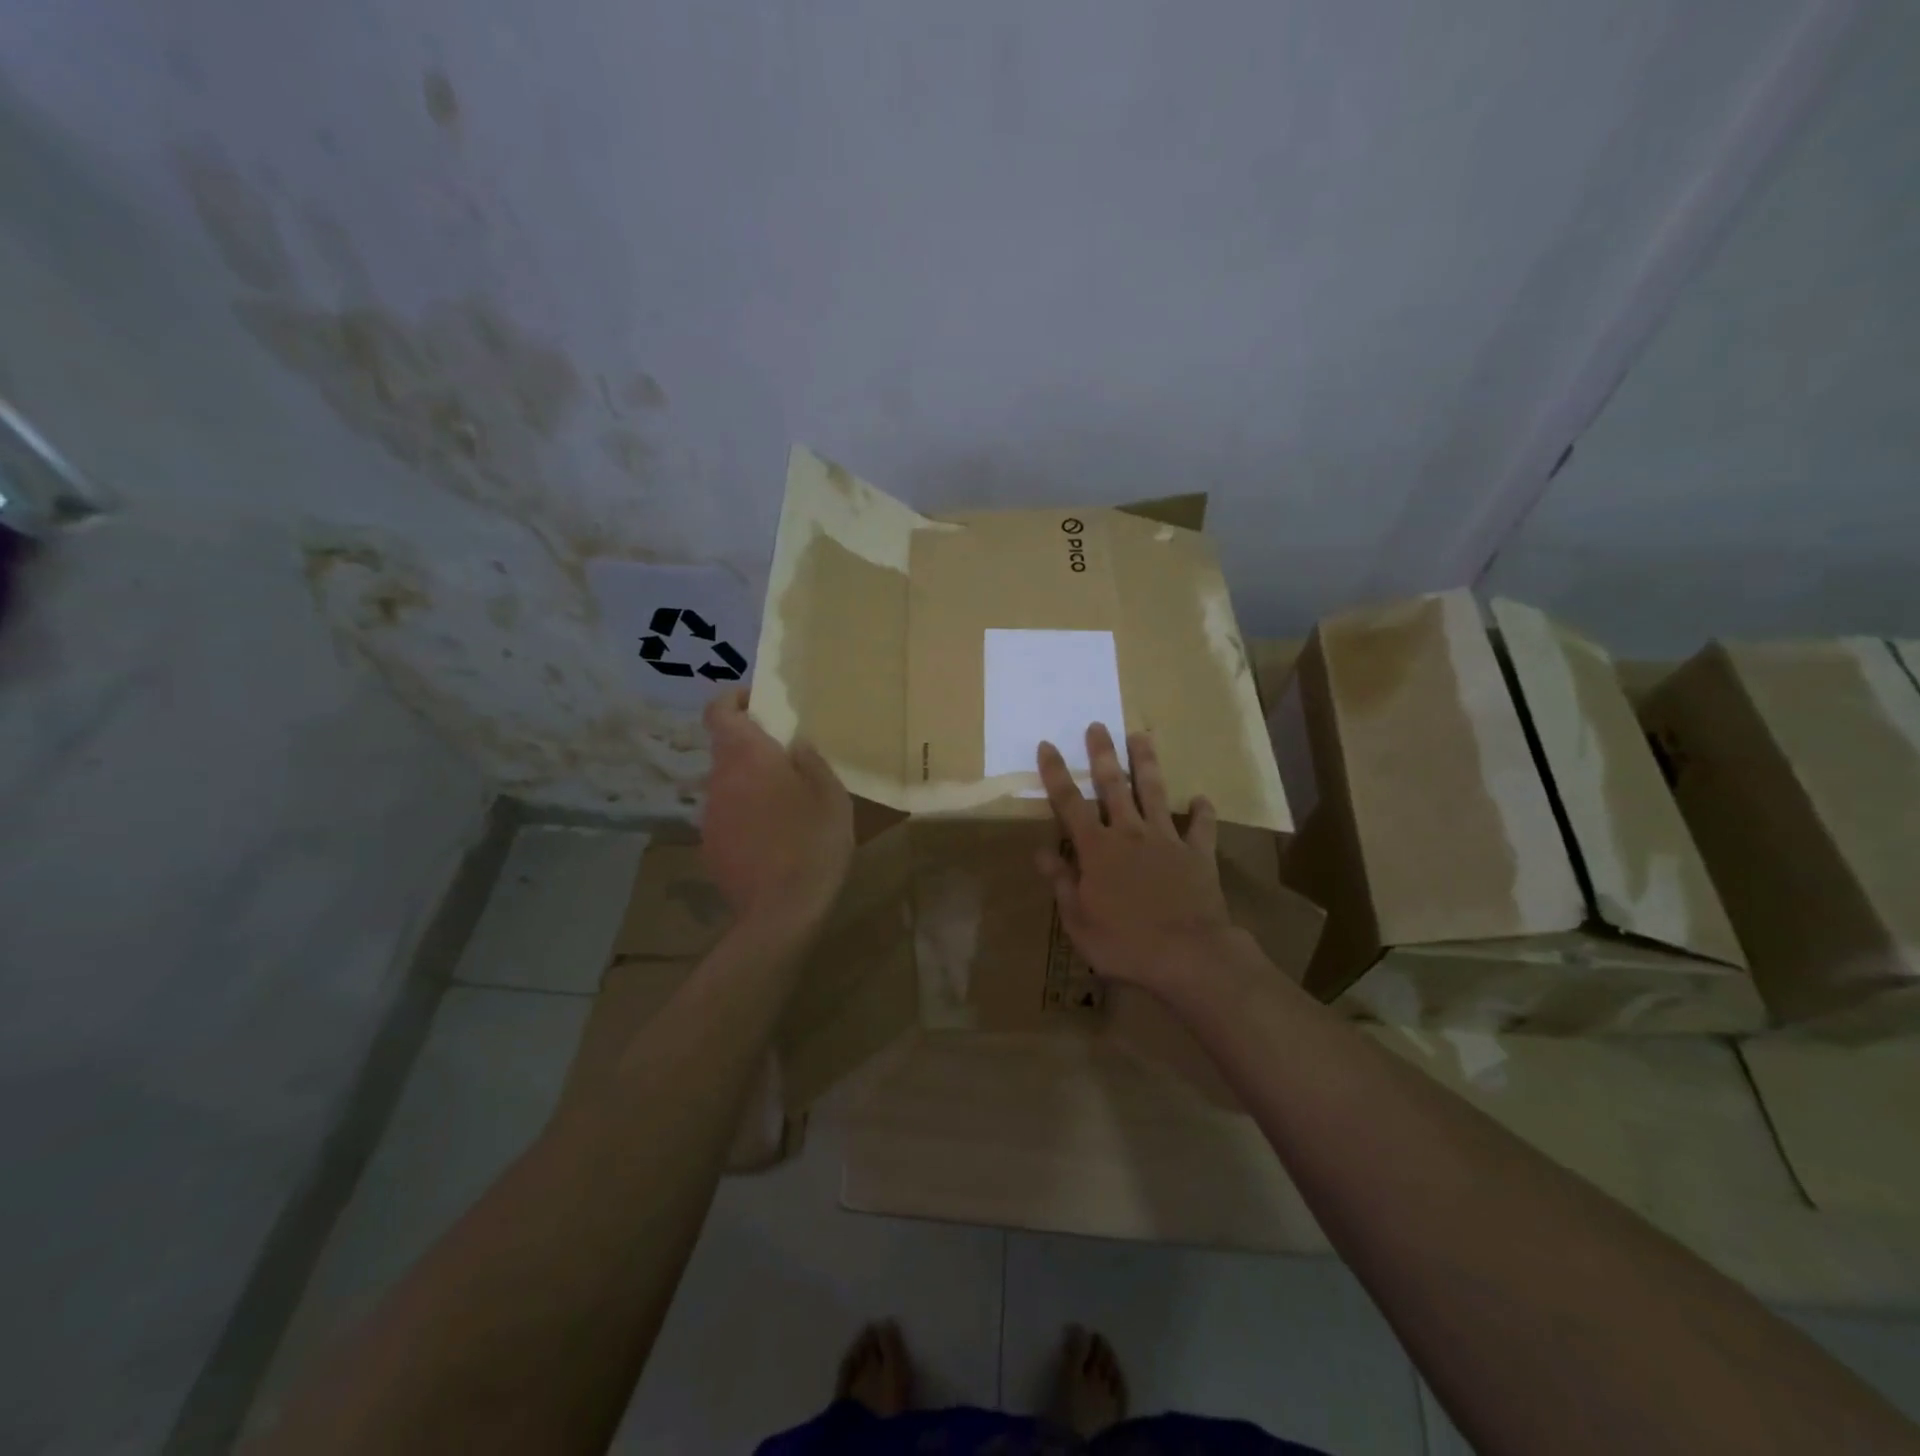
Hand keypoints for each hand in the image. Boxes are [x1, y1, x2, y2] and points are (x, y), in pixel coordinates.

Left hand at [700, 688, 853, 925]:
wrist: (781, 912)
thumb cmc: (813, 842)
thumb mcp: (831, 795)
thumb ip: (811, 761)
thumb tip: (794, 744)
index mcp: (747, 757)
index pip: (718, 711)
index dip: (733, 700)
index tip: (758, 703)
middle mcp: (720, 780)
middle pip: (726, 750)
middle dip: (752, 748)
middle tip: (788, 761)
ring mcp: (710, 815)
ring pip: (727, 786)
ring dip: (749, 785)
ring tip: (785, 806)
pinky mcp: (709, 847)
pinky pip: (727, 817)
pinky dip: (745, 817)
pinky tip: (772, 840)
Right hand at [1036, 723, 1235, 994]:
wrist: (1189, 955)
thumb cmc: (1124, 943)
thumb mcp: (1078, 920)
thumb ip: (1062, 882)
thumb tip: (1041, 851)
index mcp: (1097, 849)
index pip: (1070, 803)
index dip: (1056, 773)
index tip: (1047, 745)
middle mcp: (1130, 834)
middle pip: (1114, 785)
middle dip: (1103, 754)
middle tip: (1098, 726)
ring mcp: (1166, 840)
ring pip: (1154, 792)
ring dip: (1146, 763)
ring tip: (1141, 735)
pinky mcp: (1198, 854)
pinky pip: (1201, 827)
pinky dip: (1201, 812)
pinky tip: (1201, 799)